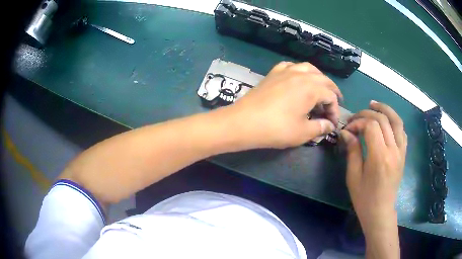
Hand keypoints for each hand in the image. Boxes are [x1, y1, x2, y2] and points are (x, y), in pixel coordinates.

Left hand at [227, 61, 342, 148]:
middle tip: (334, 104)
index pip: (331, 97)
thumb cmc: (276, 129)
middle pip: (323, 79)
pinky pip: (290, 66)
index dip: (335, 111)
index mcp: (311, 88)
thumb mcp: (302, 132)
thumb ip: (320, 128)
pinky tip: (298, 78)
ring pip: (308, 68)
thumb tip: (329, 126)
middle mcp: (301, 74)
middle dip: (332, 92)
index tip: (332, 124)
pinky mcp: (273, 73)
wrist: (243, 122)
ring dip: (318, 78)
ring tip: (321, 89)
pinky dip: (299, 71)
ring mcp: (285, 71)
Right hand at [340, 101, 406, 257]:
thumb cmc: (364, 198)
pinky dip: (394, 121)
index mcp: (379, 157)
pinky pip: (402, 131)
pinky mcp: (403, 154)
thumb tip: (346, 132)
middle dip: (367, 113)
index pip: (371, 126)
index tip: (348, 129)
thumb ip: (353, 151)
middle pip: (383, 120)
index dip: (358, 122)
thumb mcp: (353, 176)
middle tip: (356, 117)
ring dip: (385, 109)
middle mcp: (393, 150)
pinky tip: (387, 121)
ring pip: (396, 121)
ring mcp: (401, 152)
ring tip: (374, 104)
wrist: (380, 211)